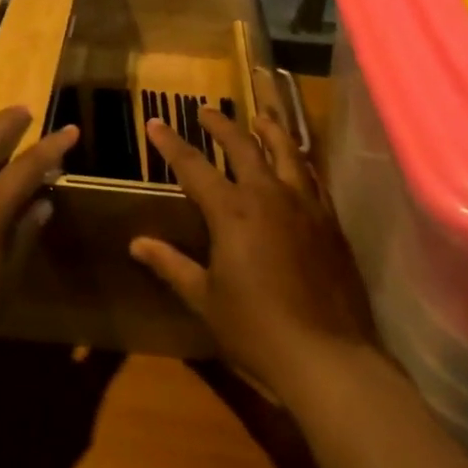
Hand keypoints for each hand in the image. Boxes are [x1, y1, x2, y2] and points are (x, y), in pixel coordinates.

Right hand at [131, 107, 375, 398]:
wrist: (327, 356)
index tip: (156, 122)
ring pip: (287, 153)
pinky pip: (314, 179)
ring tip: (261, 117)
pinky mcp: (330, 222)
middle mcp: (269, 196)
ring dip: (270, 131)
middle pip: (243, 146)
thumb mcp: (205, 298)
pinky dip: (301, 162)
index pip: (193, 166)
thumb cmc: (256, 329)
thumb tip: (137, 243)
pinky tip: (298, 164)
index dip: (171, 143)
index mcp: (232, 212)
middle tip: (206, 111)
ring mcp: (305, 206)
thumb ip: (172, 265)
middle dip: (222, 125)